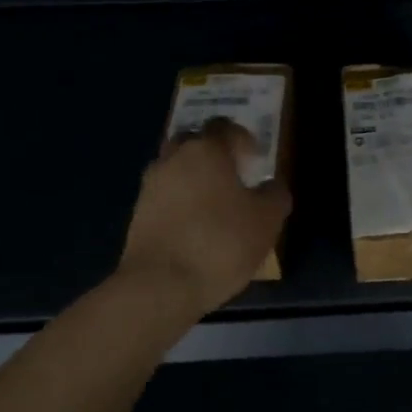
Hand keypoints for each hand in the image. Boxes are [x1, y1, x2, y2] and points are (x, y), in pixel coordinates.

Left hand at [118, 120, 291, 316]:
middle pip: (193, 142)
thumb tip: (272, 184)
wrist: (160, 285)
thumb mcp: (266, 220)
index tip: (254, 160)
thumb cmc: (221, 242)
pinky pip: (164, 196)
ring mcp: (150, 186)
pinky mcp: (137, 214)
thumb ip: (275, 195)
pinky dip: (179, 203)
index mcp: (207, 151)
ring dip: (192, 178)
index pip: (224, 127)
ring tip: (213, 205)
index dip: (242, 138)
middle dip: (212, 153)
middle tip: (231, 175)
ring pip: (174, 169)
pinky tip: (194, 227)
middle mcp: (173, 159)